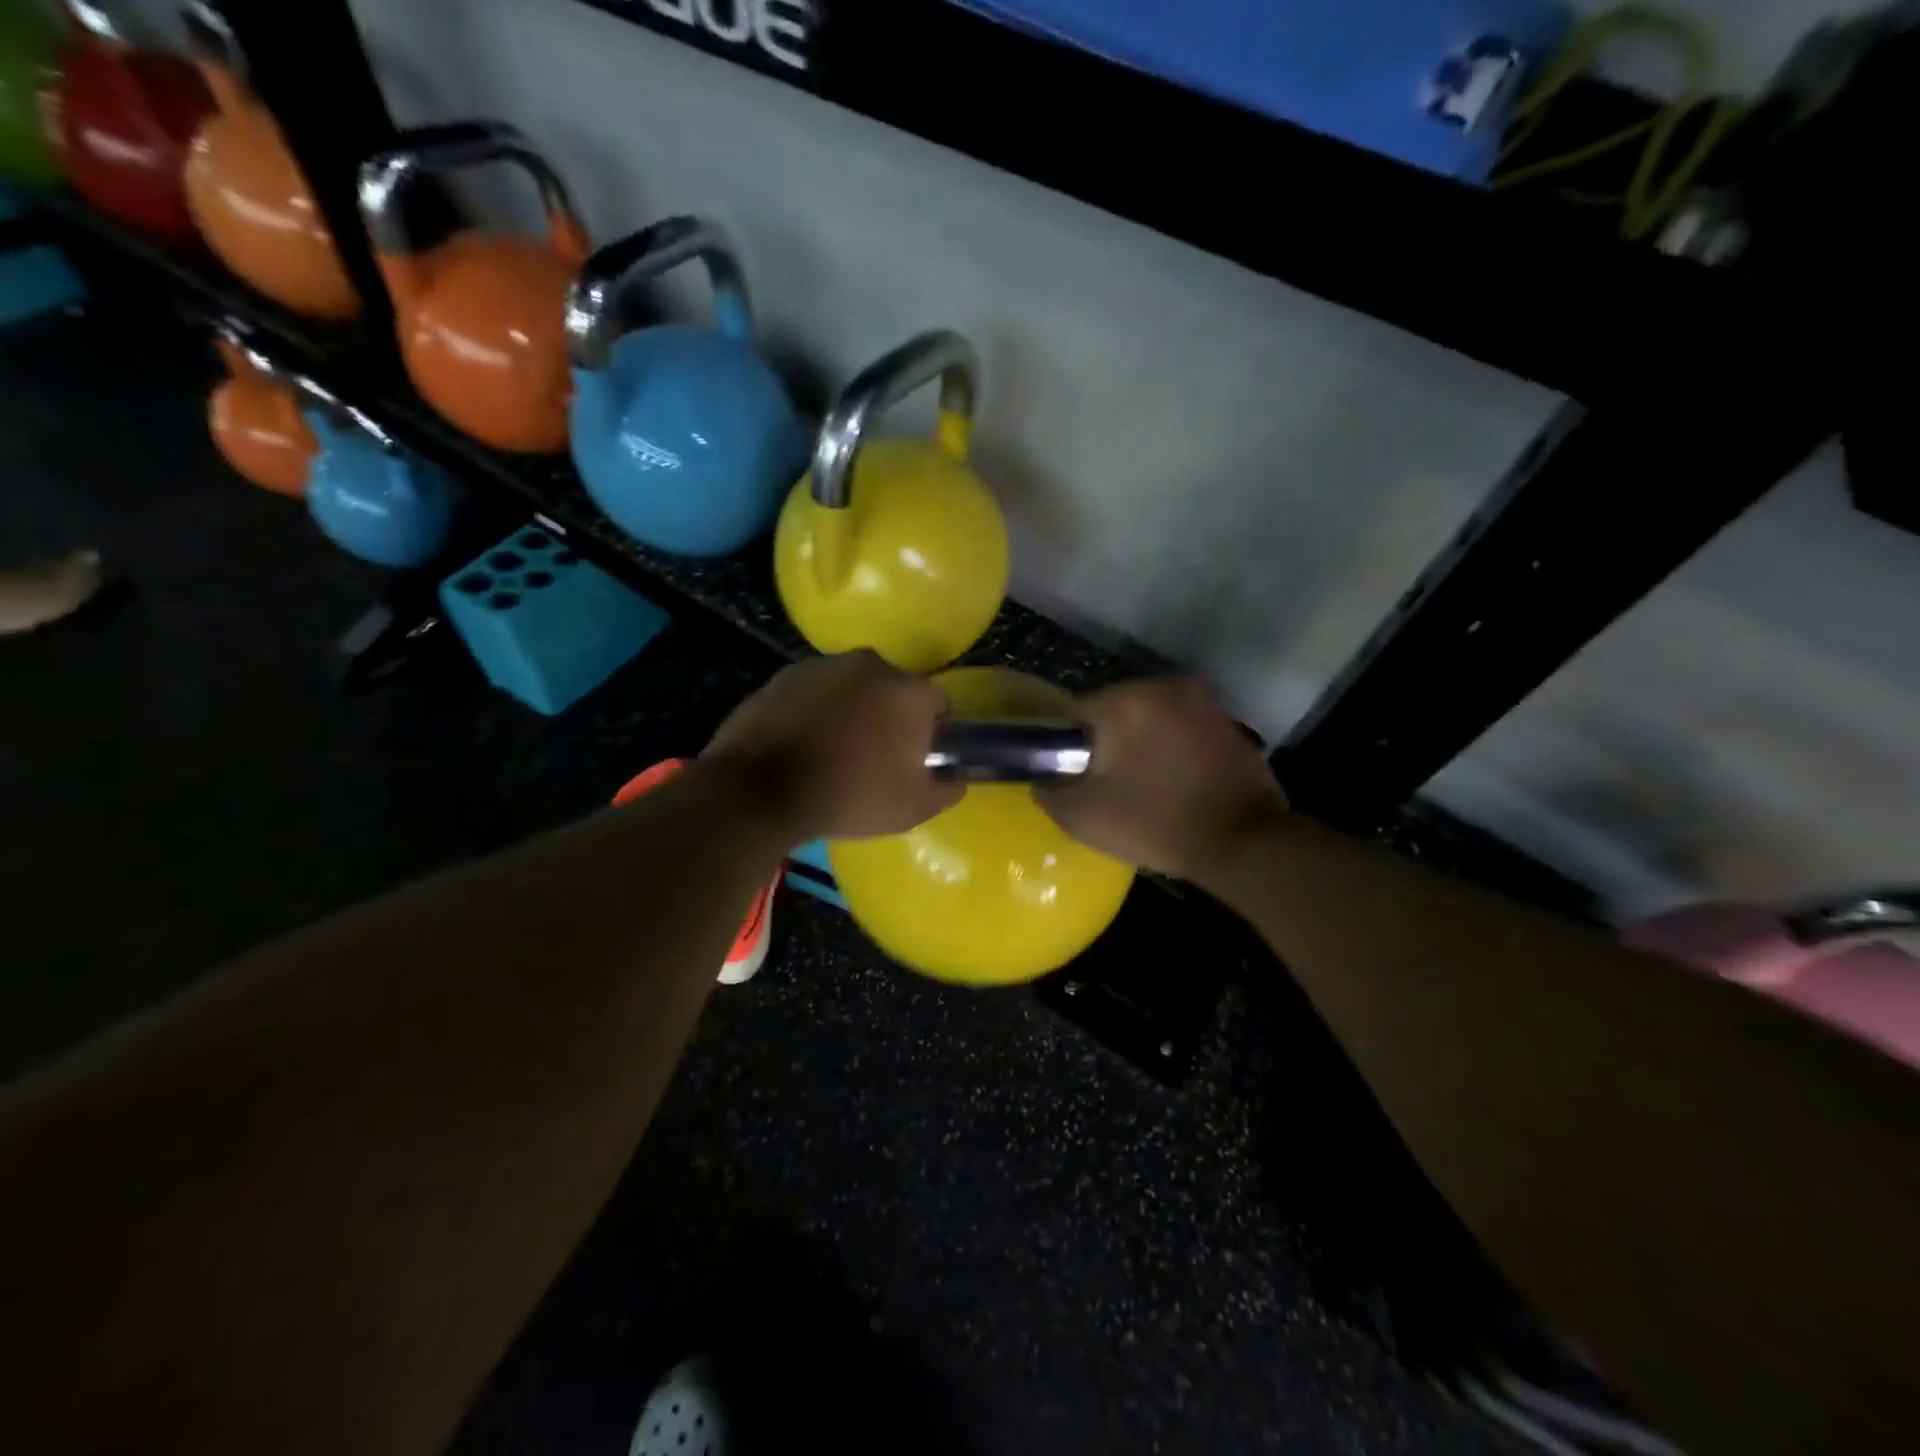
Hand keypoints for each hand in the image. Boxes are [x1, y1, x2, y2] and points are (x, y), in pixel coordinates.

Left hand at [701, 650, 961, 841]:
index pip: (937, 703)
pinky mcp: (786, 674)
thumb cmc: (848, 797)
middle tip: (875, 756)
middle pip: (894, 690)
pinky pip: (816, 691)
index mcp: (909, 690)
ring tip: (834, 749)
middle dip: (891, 716)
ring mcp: (824, 665)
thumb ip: (946, 789)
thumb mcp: (912, 808)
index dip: (930, 732)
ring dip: (853, 709)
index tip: (915, 759)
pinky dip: (817, 709)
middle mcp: (871, 665)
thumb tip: (955, 779)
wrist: (760, 791)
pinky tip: (804, 741)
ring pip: (853, 687)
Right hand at [1037, 677, 1288, 882]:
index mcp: (1125, 700)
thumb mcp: (1084, 818)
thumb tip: (1043, 781)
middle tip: (1105, 783)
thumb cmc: (1156, 823)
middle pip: (1114, 710)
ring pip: (1148, 717)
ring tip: (1140, 783)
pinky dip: (1169, 745)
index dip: (1067, 747)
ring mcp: (1201, 699)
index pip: (1074, 713)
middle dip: (1105, 741)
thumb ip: (1050, 793)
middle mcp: (1163, 685)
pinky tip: (1171, 778)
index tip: (1073, 777)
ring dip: (1139, 742)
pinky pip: (1179, 726)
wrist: (1244, 842)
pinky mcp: (1226, 719)